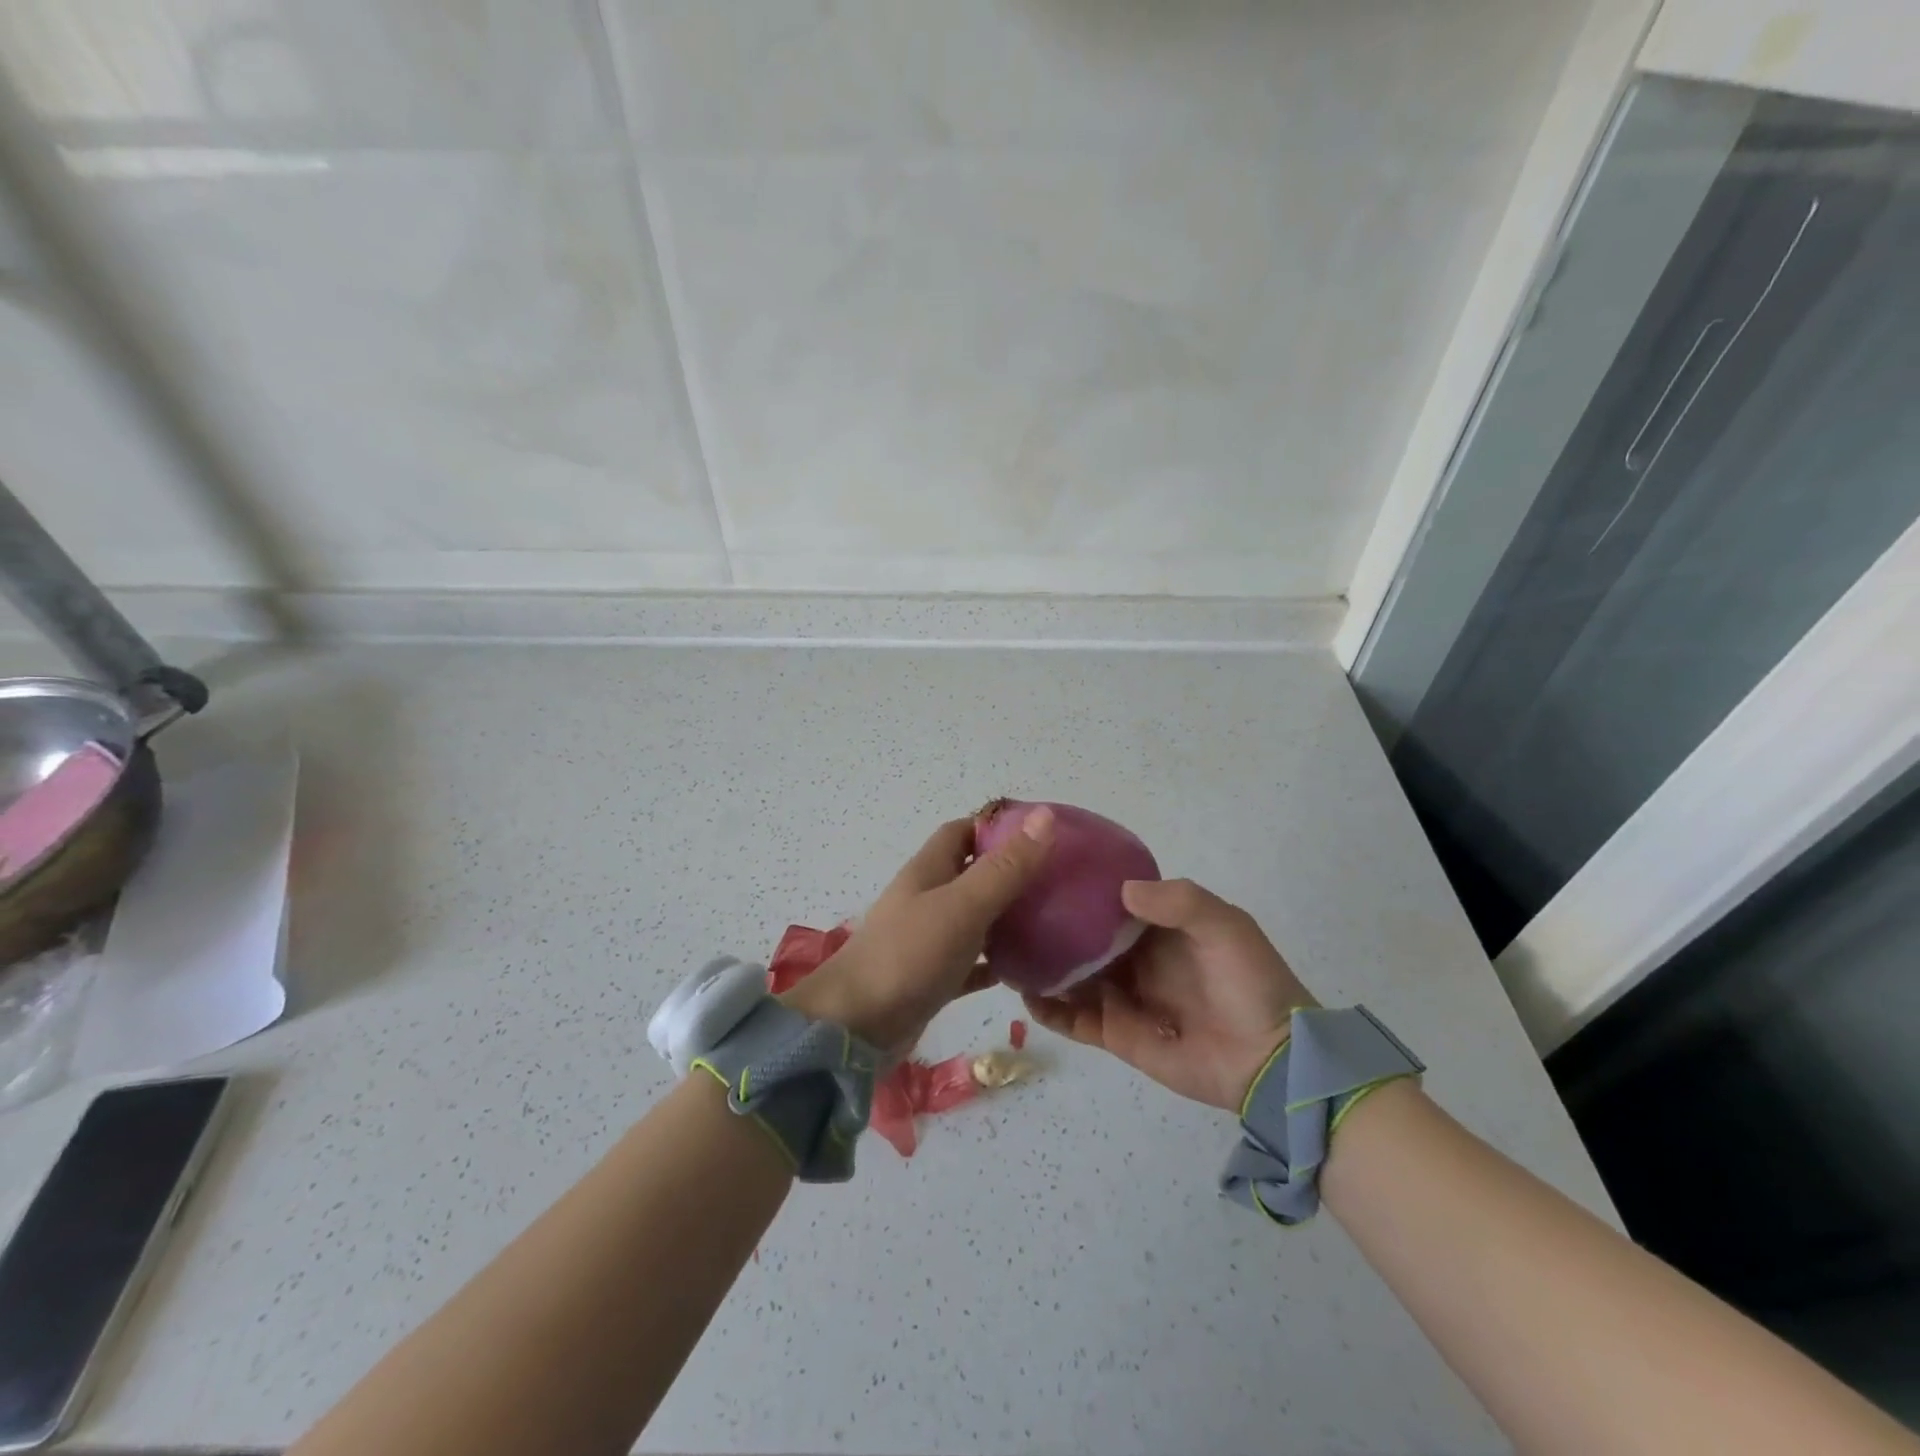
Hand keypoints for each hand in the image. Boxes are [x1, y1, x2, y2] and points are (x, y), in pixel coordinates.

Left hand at [780, 807, 1054, 1054]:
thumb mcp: (963, 905)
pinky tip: (1025, 970)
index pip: (963, 831)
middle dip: (1010, 872)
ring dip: (1006, 917)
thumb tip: (1045, 816)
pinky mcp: (932, 977)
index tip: (1041, 834)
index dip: (998, 827)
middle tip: (1057, 880)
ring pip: (974, 917)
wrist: (856, 1026)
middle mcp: (927, 898)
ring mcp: (927, 938)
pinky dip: (994, 962)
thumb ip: (1005, 867)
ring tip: (1051, 921)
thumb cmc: (909, 955)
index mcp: (929, 870)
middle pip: (972, 873)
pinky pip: (970, 961)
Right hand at [1022, 878, 1315, 1109]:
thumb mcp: (1224, 926)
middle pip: (1082, 937)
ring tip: (1005, 949)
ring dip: (1042, 965)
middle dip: (1052, 926)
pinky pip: (1073, 1020)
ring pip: (1070, 976)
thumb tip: (1120, 891)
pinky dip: (1048, 1009)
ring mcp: (1122, 996)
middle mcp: (1133, 958)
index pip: (1109, 901)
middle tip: (1010, 911)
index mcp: (1157, 927)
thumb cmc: (1249, 983)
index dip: (1080, 888)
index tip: (1044, 873)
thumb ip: (1178, 901)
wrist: (1269, 1060)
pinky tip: (1024, 993)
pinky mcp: (1116, 1033)